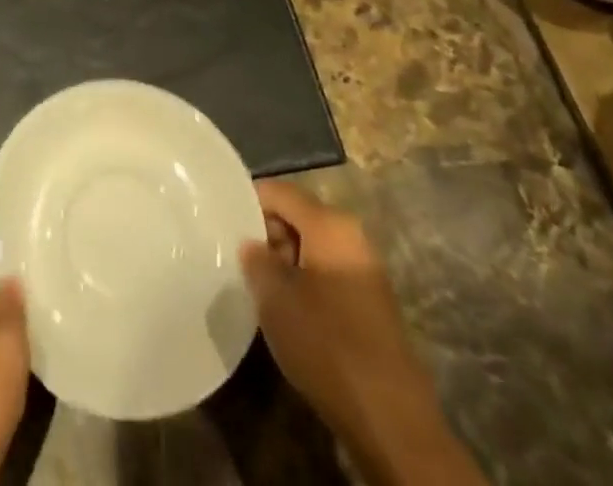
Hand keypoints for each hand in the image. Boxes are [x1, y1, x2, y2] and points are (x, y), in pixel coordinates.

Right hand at [243, 180, 485, 485]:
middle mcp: (351, 237)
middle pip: (296, 216)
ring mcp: (364, 271)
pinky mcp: (369, 303)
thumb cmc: (327, 343)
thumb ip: (255, 258)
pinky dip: (302, 282)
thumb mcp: (275, 297)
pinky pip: (325, 274)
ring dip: (282, 261)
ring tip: (255, 284)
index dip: (246, 200)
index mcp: (330, 224)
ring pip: (310, 248)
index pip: (278, 191)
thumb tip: (250, 243)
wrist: (390, 420)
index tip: (221, 219)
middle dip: (264, 233)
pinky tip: (284, 308)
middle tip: (235, 255)